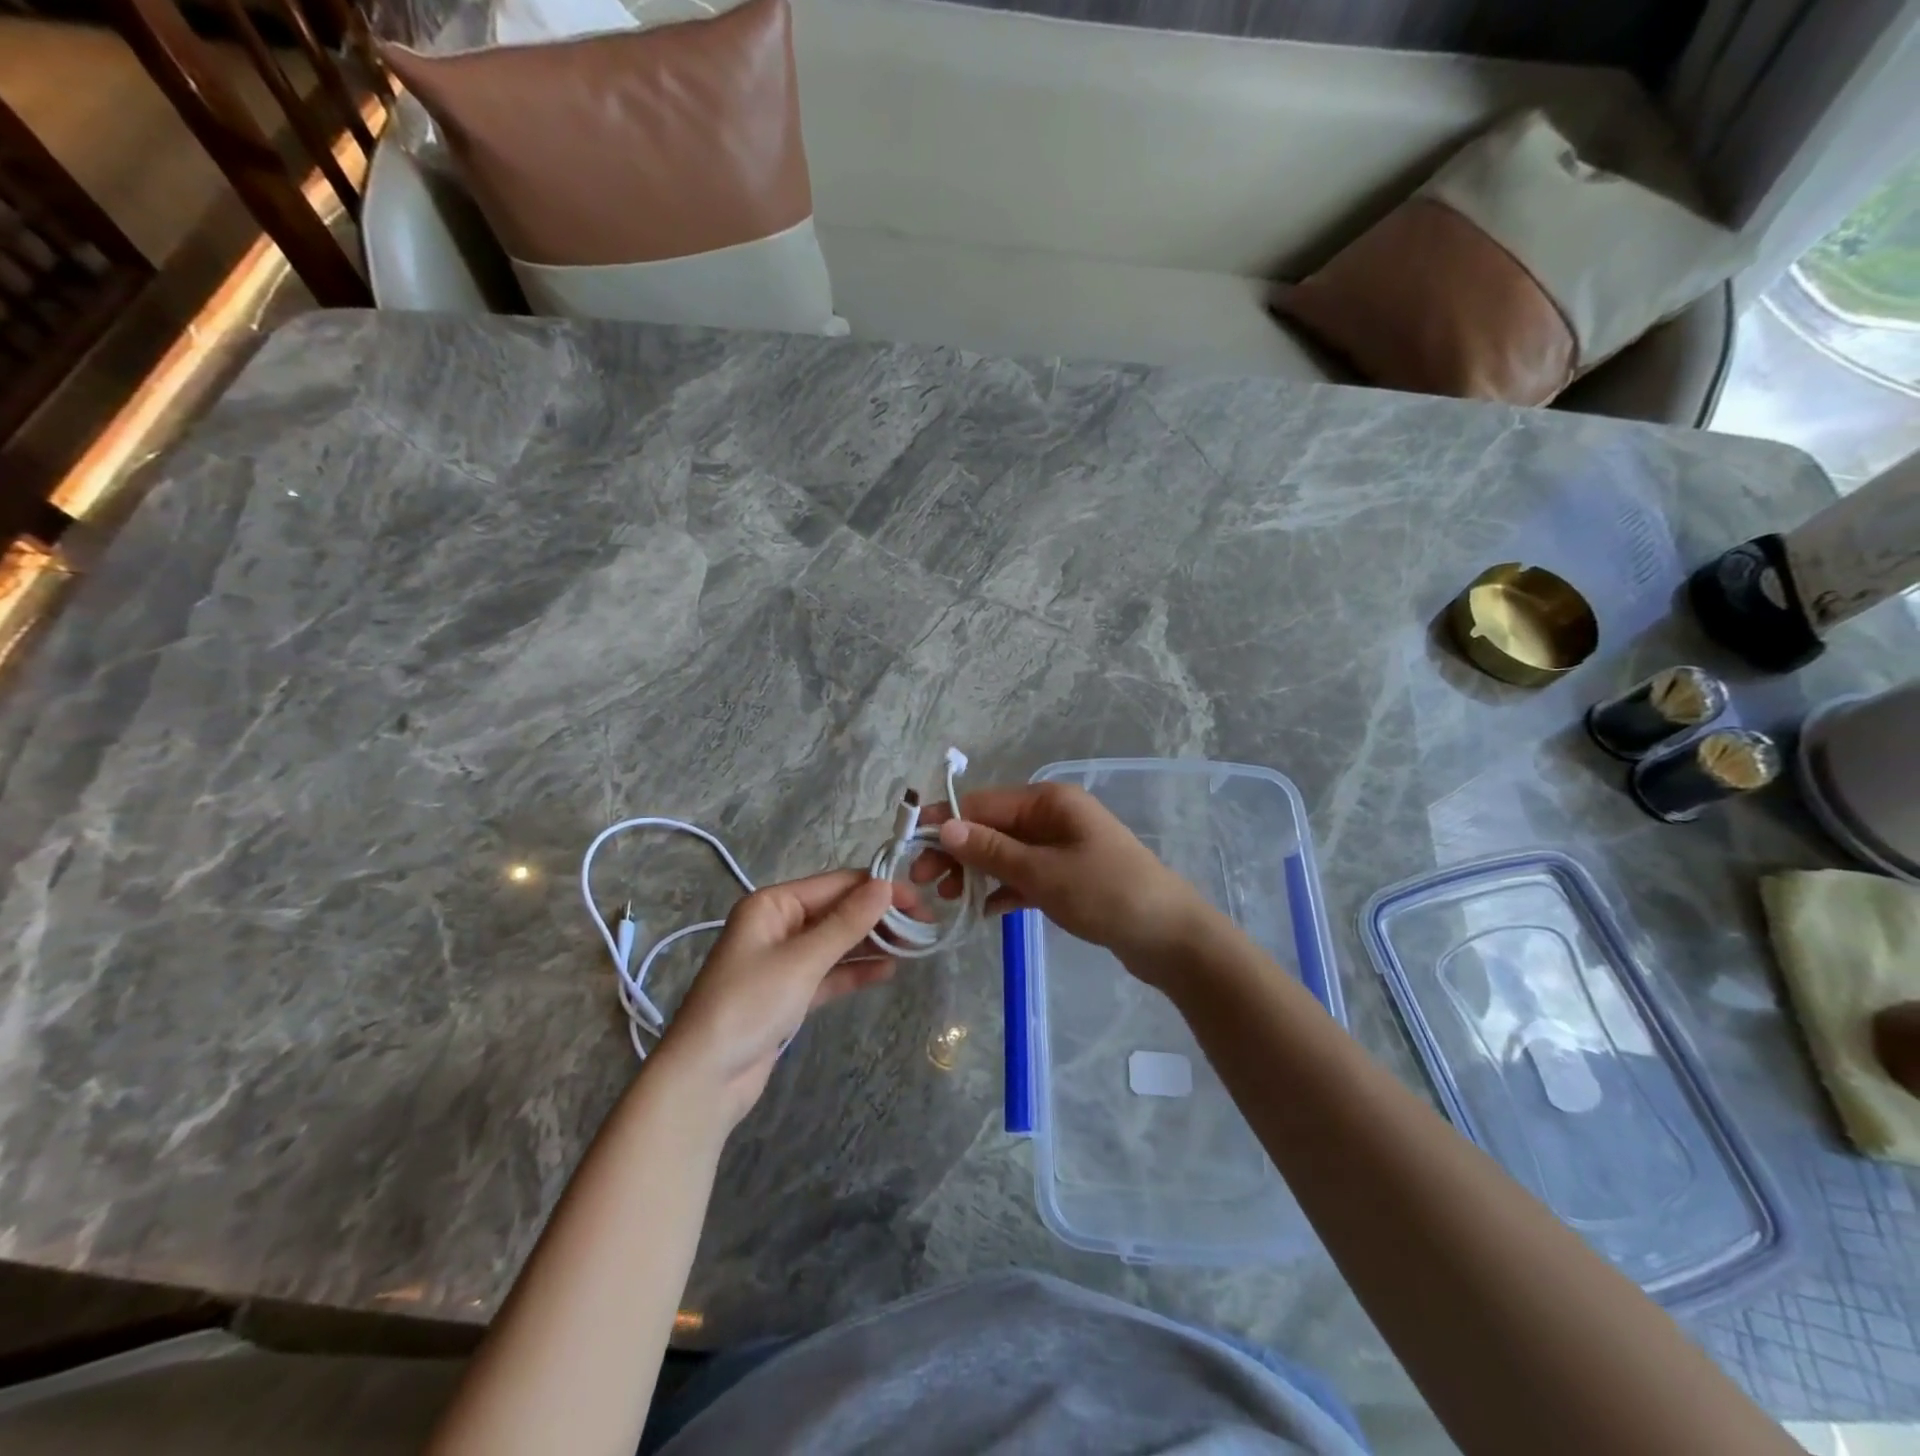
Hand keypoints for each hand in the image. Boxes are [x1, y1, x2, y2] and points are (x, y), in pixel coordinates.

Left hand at [658, 872, 908, 1125]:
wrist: (704, 1078)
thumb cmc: (749, 1005)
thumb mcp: (802, 960)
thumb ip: (846, 923)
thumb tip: (885, 885)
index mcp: (773, 904)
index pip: (836, 885)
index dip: (878, 889)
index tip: (919, 900)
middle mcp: (778, 924)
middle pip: (838, 911)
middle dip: (879, 917)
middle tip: (924, 926)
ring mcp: (783, 960)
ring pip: (837, 942)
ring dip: (872, 943)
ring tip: (915, 946)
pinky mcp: (789, 993)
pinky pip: (829, 972)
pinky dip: (856, 971)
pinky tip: (888, 970)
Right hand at [911, 782, 1208, 968]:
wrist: (1170, 937)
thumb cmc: (1106, 894)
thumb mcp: (1043, 872)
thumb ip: (992, 851)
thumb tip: (945, 827)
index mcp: (1048, 801)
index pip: (983, 803)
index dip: (944, 822)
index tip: (910, 848)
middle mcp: (1053, 816)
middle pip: (991, 826)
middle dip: (957, 851)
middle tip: (924, 883)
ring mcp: (1061, 846)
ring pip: (1005, 853)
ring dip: (977, 872)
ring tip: (949, 901)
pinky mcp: (1068, 876)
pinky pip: (1025, 876)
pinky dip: (1004, 890)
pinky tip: (986, 913)